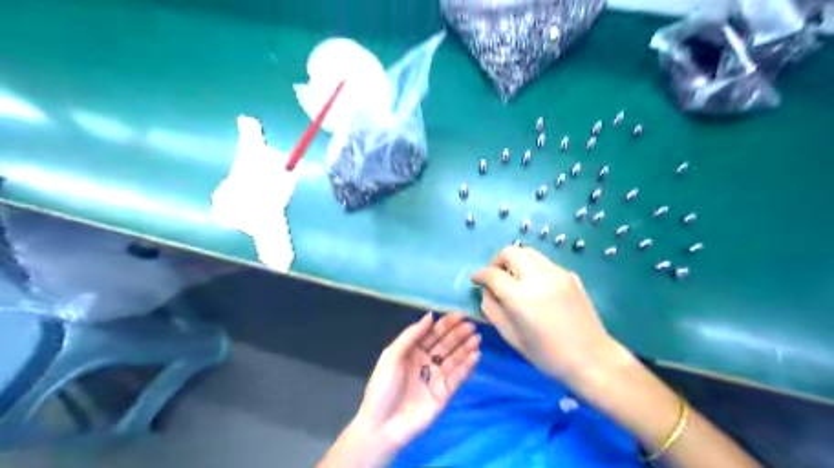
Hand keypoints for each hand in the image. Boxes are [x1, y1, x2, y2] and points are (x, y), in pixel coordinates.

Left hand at [352, 314, 481, 450]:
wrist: (382, 425)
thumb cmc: (383, 387)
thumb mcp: (392, 355)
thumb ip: (411, 335)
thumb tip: (431, 315)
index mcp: (412, 351)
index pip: (432, 333)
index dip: (446, 323)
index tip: (460, 314)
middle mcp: (426, 361)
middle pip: (445, 344)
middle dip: (458, 334)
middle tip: (472, 325)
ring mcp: (436, 377)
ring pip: (454, 358)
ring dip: (466, 347)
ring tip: (476, 337)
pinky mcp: (445, 393)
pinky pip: (458, 376)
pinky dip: (467, 366)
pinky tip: (476, 355)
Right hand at [472, 247, 622, 384]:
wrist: (592, 358)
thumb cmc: (547, 355)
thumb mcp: (511, 336)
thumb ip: (492, 309)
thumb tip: (486, 292)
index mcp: (519, 296)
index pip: (492, 273)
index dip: (479, 275)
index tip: (476, 280)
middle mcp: (537, 277)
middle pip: (510, 252)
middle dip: (497, 261)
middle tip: (495, 276)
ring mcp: (557, 273)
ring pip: (529, 252)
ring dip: (516, 260)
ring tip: (515, 278)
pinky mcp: (570, 275)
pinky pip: (545, 263)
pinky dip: (534, 268)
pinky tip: (537, 287)